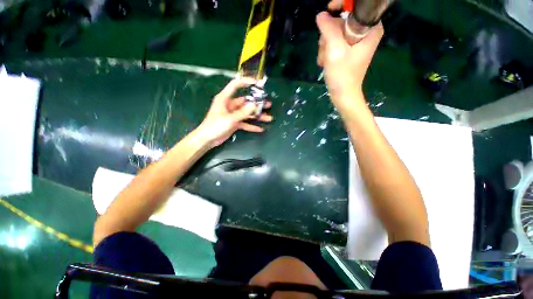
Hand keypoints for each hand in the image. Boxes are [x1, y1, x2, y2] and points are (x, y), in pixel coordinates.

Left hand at [196, 77, 272, 147]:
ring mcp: (232, 114)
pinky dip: (251, 125)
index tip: (257, 83)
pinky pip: (244, 122)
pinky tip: (260, 128)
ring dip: (257, 115)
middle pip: (245, 101)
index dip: (246, 81)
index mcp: (225, 98)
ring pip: (247, 112)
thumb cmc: (215, 126)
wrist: (206, 139)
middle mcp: (229, 104)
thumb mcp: (230, 119)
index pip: (235, 85)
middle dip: (257, 103)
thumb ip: (243, 112)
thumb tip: (255, 105)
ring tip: (269, 117)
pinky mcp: (233, 122)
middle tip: (268, 104)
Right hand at [316, 5, 382, 100]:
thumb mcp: (335, 49)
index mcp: (369, 35)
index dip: (351, 6)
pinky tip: (326, 58)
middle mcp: (364, 36)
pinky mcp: (348, 47)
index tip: (335, 8)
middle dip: (331, 28)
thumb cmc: (343, 74)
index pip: (365, 12)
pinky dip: (327, 45)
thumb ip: (329, 29)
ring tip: (326, 55)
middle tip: (327, 41)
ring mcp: (355, 42)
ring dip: (326, 39)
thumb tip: (322, 14)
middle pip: (346, 19)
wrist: (344, 95)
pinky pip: (335, 37)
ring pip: (337, 28)